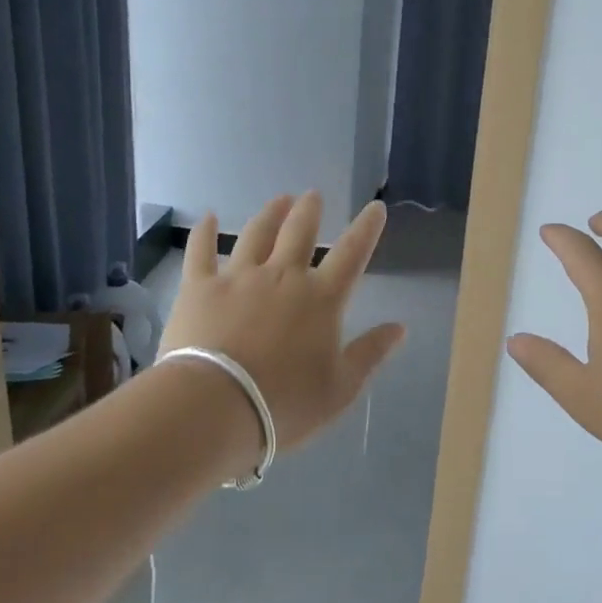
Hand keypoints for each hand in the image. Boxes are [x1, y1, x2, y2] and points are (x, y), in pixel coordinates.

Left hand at [158, 192, 405, 455]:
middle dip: (310, 211)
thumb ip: (371, 353)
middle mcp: (283, 277)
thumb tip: (401, 327)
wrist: (215, 407)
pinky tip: (206, 217)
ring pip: (256, 234)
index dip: (367, 229)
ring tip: (278, 199)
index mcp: (322, 299)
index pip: (352, 254)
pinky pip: (201, 252)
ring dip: (270, 214)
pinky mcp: (200, 288)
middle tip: (313, 195)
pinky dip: (204, 233)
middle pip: (300, 232)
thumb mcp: (341, 388)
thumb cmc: (285, 403)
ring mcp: (239, 278)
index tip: (376, 207)